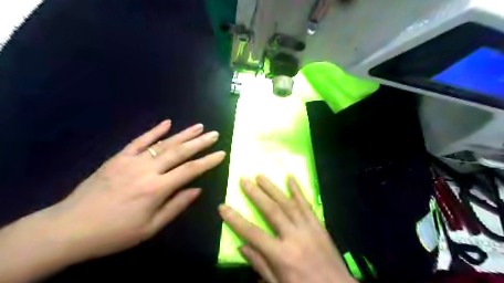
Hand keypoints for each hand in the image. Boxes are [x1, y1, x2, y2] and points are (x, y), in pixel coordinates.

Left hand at [48, 119, 225, 262]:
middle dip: (200, 142)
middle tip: (214, 134)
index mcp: (157, 189)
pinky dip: (154, 131)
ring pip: (163, 143)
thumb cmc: (114, 233)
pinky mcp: (118, 157)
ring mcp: (131, 161)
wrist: (69, 229)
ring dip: (183, 134)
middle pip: (179, 152)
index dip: (208, 161)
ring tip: (199, 126)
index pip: (190, 170)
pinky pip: (139, 141)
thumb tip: (197, 189)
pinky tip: (167, 123)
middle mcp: (147, 170)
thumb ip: (176, 206)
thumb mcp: (150, 228)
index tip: (221, 153)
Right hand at [219, 174, 355, 282]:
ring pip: (288, 203)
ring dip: (273, 188)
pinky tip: (291, 178)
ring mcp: (308, 228)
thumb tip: (242, 246)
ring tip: (260, 176)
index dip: (235, 219)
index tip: (223, 207)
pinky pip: (307, 205)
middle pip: (271, 211)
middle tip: (244, 180)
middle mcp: (294, 237)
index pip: (253, 233)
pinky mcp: (319, 225)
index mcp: (281, 255)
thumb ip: (260, 265)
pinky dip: (298, 190)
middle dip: (256, 194)